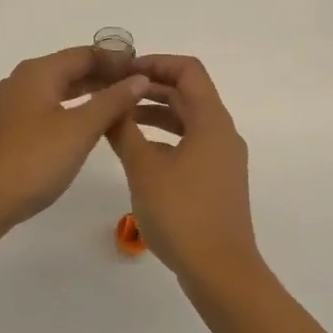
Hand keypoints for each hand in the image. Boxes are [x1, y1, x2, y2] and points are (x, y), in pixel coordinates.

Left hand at [0, 47, 149, 251]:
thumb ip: (111, 101)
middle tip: (139, 91)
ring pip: (58, 91)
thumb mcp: (79, 130)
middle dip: (105, 77)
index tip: (145, 71)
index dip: (117, 60)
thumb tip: (138, 78)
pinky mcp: (7, 130)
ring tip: (121, 108)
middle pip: (71, 69)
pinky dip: (71, 111)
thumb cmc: (31, 162)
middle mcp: (22, 81)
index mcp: (38, 72)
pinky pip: (47, 110)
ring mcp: (11, 106)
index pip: (86, 53)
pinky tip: (86, 129)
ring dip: (89, 95)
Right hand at [105, 55, 261, 289]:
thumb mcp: (144, 168)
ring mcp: (223, 158)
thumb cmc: (182, 213)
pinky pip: (191, 144)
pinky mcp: (218, 181)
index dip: (156, 62)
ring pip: (189, 120)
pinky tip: (139, 153)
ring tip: (119, 119)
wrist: (220, 271)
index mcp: (212, 120)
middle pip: (189, 93)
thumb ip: (124, 131)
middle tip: (114, 92)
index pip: (188, 70)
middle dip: (151, 88)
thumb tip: (110, 103)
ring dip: (156, 114)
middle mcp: (222, 133)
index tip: (123, 71)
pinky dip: (165, 138)